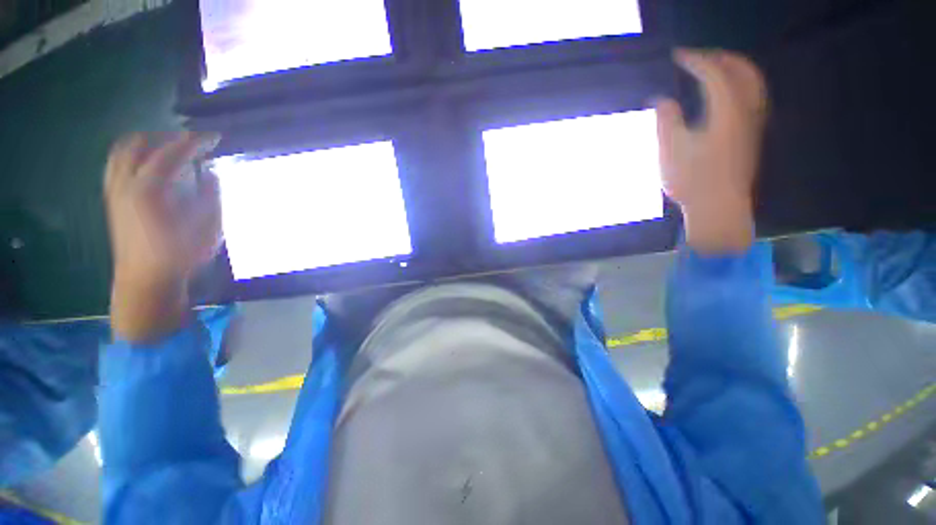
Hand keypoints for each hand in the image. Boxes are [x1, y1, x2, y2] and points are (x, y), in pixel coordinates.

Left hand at [105, 132, 221, 342]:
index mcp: (151, 189)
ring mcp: (114, 189)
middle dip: (167, 137)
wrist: (145, 279)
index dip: (195, 141)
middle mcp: (126, 183)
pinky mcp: (111, 198)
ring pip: (123, 150)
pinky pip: (117, 163)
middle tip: (191, 143)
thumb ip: (211, 195)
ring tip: (169, 148)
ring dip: (147, 143)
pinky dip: (133, 154)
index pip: (173, 153)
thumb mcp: (208, 227)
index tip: (214, 137)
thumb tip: (210, 172)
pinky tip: (149, 164)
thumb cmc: (181, 255)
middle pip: (140, 143)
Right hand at [655, 49, 767, 253]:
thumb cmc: (692, 182)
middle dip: (719, 58)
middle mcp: (746, 112)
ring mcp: (752, 124)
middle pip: (743, 71)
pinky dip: (739, 85)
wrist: (719, 208)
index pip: (715, 74)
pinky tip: (724, 93)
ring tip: (712, 68)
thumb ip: (666, 122)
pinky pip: (752, 97)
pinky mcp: (751, 135)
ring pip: (752, 83)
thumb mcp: (670, 152)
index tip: (678, 56)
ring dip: (734, 69)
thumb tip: (663, 100)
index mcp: (726, 113)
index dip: (696, 60)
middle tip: (696, 58)